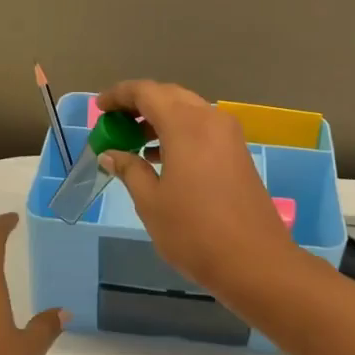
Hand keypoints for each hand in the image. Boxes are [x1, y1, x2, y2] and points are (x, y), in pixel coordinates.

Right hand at [95, 80, 299, 300]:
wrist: (255, 262)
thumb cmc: (194, 232)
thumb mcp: (151, 202)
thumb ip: (129, 170)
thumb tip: (111, 153)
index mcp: (186, 125)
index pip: (146, 92)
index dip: (119, 95)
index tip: (99, 109)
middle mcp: (210, 120)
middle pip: (169, 96)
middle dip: (139, 105)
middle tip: (115, 124)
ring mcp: (229, 136)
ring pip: (188, 112)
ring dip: (160, 120)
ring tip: (133, 143)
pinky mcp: (238, 154)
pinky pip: (203, 129)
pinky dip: (179, 134)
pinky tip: (162, 159)